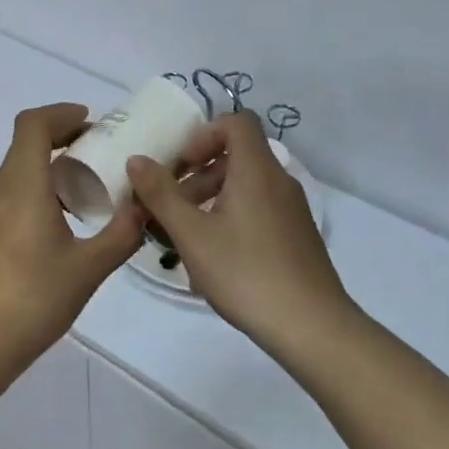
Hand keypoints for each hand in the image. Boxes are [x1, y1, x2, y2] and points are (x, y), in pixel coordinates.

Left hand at [0, 103, 144, 363]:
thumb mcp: (89, 267)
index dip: (62, 114)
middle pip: (27, 142)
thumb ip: (123, 233)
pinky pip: (17, 192)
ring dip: (55, 164)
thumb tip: (148, 206)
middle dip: (65, 137)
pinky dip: (44, 187)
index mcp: (23, 185)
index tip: (94, 123)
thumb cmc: (33, 298)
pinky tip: (70, 219)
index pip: (33, 125)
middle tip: (104, 150)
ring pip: (22, 168)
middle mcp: (2, 189)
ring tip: (94, 184)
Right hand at [127, 110, 352, 343]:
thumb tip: (137, 159)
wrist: (311, 326)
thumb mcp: (192, 235)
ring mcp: (293, 210)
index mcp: (257, 170)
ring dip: (212, 199)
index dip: (204, 135)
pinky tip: (215, 258)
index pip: (237, 122)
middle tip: (172, 206)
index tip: (181, 166)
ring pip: (247, 186)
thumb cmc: (245, 273)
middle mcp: (279, 181)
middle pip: (237, 156)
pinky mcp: (297, 236)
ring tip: (186, 236)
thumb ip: (161, 194)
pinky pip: (259, 210)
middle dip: (199, 174)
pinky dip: (233, 218)